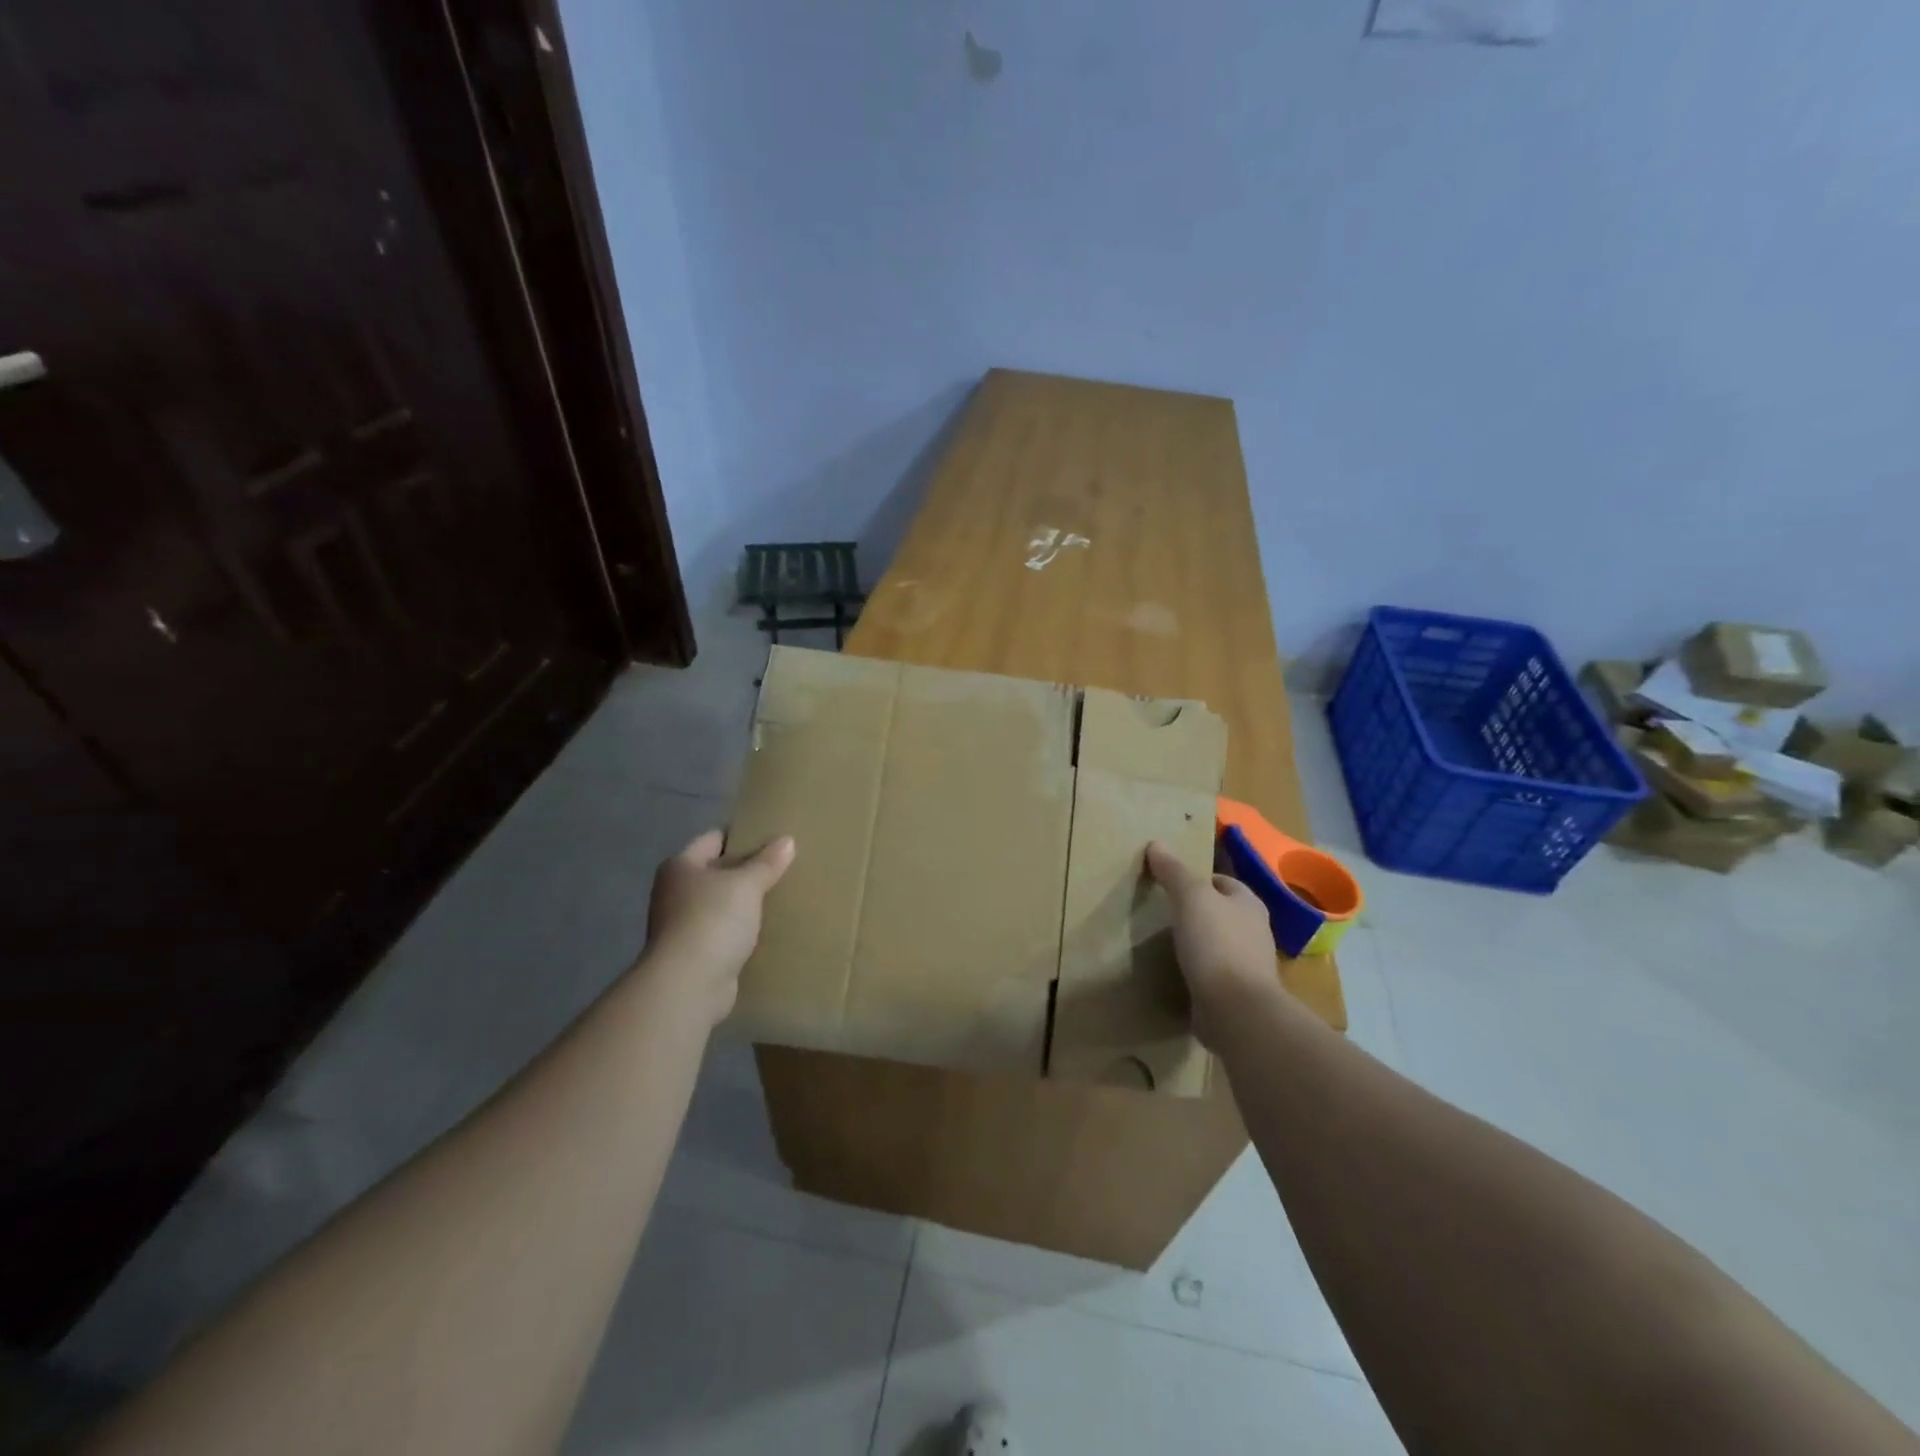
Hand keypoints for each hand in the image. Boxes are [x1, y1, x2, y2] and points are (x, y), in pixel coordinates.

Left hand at [643, 829, 795, 1025]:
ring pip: (722, 904)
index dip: (743, 836)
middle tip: (783, 868)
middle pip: (718, 872)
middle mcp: (675, 892)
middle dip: (747, 871)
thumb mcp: (746, 885)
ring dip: (745, 904)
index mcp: (681, 866)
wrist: (688, 985)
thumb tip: (787, 840)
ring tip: (781, 897)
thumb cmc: (712, 921)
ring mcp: (682, 925)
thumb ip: (767, 862)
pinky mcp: (694, 954)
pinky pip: (724, 932)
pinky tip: (767, 930)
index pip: (715, 839)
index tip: (774, 838)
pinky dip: (741, 931)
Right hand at [1146, 840, 1284, 1048]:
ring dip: (1197, 942)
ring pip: (1217, 943)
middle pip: (1221, 912)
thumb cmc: (1216, 944)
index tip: (1169, 884)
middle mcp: (1254, 931)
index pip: (1222, 881)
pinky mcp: (1236, 993)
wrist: (1236, 1010)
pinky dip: (1197, 970)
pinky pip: (1212, 973)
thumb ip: (1174, 871)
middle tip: (1162, 911)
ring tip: (1165, 941)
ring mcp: (1247, 965)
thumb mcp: (1191, 898)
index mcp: (1249, 903)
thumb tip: (1156, 844)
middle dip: (1197, 911)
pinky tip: (1176, 971)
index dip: (1197, 879)